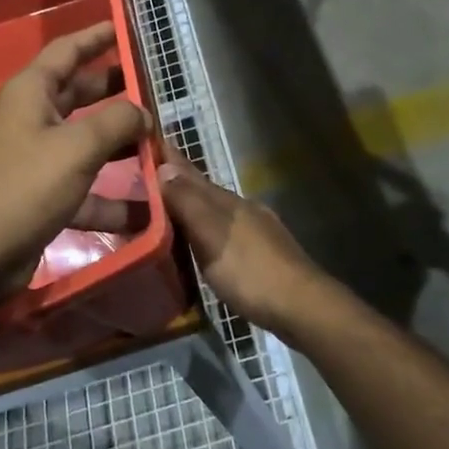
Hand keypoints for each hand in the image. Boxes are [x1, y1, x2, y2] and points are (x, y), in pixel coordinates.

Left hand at [0, 22, 151, 302]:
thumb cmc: (22, 189)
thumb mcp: (76, 149)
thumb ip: (116, 123)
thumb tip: (142, 113)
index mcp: (29, 93)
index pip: (66, 51)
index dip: (96, 36)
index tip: (125, 28)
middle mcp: (28, 119)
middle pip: (78, 95)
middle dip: (116, 93)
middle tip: (154, 89)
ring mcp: (30, 160)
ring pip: (83, 143)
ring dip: (119, 148)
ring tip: (161, 148)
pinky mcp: (36, 197)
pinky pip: (79, 187)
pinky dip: (108, 196)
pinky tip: (146, 212)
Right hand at [157, 146, 330, 334]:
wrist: (301, 306)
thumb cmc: (251, 270)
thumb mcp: (213, 235)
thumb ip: (188, 203)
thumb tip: (163, 167)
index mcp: (226, 201)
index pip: (190, 173)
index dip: (170, 159)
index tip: (148, 143)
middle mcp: (241, 208)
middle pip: (202, 189)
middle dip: (176, 181)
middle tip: (146, 176)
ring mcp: (254, 230)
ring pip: (214, 210)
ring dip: (190, 205)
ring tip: (166, 207)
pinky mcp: (260, 253)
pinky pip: (223, 230)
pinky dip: (204, 228)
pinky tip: (200, 240)